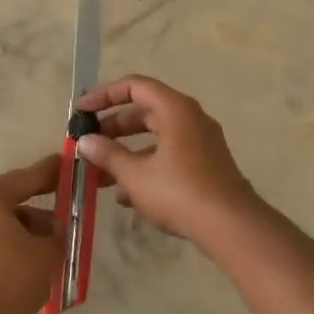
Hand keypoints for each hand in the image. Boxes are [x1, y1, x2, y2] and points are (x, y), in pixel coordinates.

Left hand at [0, 154, 63, 313]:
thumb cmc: (9, 278)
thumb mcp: (46, 252)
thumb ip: (57, 232)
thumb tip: (56, 228)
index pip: (29, 176)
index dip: (55, 172)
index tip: (73, 164)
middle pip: (16, 199)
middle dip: (45, 210)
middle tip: (73, 213)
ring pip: (6, 222)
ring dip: (32, 232)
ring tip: (58, 248)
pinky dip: (16, 245)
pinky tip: (37, 263)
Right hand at [74, 76, 260, 243]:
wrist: (231, 227)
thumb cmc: (180, 192)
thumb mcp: (135, 174)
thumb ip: (107, 154)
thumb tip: (85, 141)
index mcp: (175, 109)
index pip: (134, 86)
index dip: (104, 95)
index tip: (81, 111)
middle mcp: (190, 118)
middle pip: (144, 112)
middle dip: (113, 128)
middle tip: (88, 143)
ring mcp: (201, 142)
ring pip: (155, 138)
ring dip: (126, 152)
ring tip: (100, 175)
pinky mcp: (205, 165)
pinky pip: (168, 155)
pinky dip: (146, 166)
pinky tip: (126, 195)